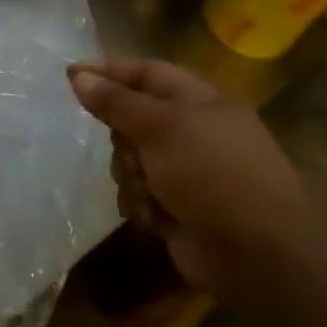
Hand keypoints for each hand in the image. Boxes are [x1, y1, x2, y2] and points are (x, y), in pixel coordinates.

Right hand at [67, 58, 317, 292]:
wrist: (256, 255)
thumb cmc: (212, 174)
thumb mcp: (161, 127)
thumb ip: (116, 101)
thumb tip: (78, 76)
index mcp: (200, 101)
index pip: (146, 72)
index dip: (108, 71)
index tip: (69, 75)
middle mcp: (193, 131)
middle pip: (131, 119)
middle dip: (124, 140)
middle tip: (134, 152)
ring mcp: (186, 171)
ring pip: (131, 159)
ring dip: (134, 177)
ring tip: (153, 193)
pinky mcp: (178, 206)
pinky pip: (140, 192)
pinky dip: (145, 204)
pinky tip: (161, 218)